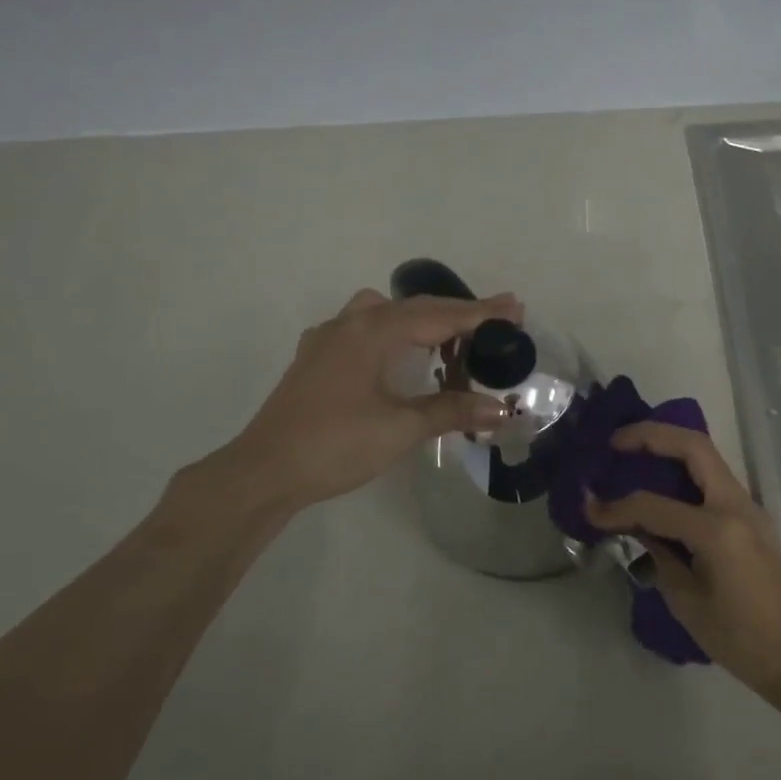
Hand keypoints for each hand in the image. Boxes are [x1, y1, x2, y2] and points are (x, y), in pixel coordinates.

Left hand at [224, 288, 523, 513]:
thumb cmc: (336, 445)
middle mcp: (351, 324)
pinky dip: (392, 333)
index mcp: (374, 332)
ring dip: (421, 320)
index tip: (515, 308)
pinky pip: (363, 329)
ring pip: (385, 314)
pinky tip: (396, 356)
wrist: (265, 471)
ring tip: (448, 340)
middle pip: (415, 308)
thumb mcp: (401, 428)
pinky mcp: (315, 359)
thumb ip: (451, 411)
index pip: (440, 316)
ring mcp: (328, 339)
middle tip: (497, 321)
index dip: (481, 314)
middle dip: (457, 314)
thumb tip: (501, 409)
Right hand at [586, 423, 780, 691]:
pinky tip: (661, 482)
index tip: (589, 508)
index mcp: (717, 530)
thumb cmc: (739, 639)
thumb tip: (636, 528)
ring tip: (633, 452)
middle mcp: (736, 506)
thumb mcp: (687, 601)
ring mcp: (748, 508)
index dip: (616, 507)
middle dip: (651, 435)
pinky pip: (713, 480)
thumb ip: (659, 555)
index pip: (654, 505)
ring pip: (706, 458)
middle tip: (615, 442)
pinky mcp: (751, 518)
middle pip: (694, 447)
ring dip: (669, 447)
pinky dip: (684, 471)